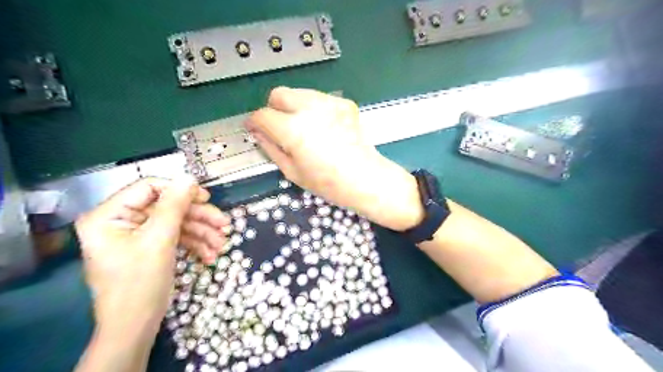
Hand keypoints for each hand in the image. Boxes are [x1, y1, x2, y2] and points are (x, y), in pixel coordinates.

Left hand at [74, 178, 228, 340]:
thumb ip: (174, 206)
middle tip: (224, 224)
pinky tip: (210, 255)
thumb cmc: (140, 283)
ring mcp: (137, 236)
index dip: (180, 190)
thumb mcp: (159, 240)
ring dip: (202, 233)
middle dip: (199, 218)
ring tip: (221, 245)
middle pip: (168, 207)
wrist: (135, 328)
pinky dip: (194, 245)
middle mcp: (121, 222)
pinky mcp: (150, 248)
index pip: (148, 188)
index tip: (207, 199)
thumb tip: (189, 177)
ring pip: (176, 223)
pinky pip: (175, 238)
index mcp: (109, 215)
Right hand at [245, 87, 424, 232]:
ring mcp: (329, 103)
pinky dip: (314, 109)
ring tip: (303, 128)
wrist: (365, 178)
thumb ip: (270, 148)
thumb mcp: (292, 171)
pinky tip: (322, 127)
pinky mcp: (343, 103)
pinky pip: (319, 98)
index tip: (254, 129)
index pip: (262, 115)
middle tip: (279, 127)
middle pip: (279, 94)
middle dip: (273, 109)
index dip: (254, 123)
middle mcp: (310, 109)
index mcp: (293, 130)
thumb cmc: (328, 182)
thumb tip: (258, 134)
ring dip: (293, 106)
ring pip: (299, 92)